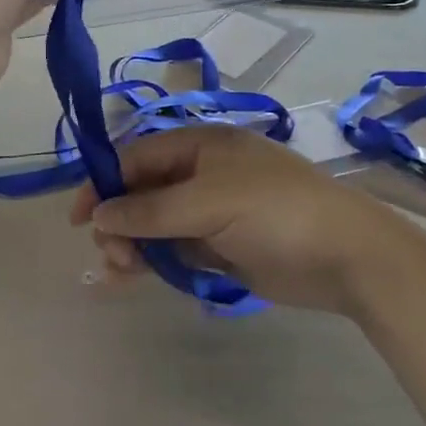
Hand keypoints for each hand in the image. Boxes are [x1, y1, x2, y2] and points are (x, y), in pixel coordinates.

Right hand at [70, 127, 410, 314]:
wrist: (347, 256)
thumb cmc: (276, 211)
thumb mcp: (209, 202)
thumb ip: (151, 210)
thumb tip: (98, 213)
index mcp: (201, 146)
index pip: (138, 156)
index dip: (104, 181)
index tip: (78, 217)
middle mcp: (202, 174)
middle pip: (143, 192)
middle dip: (120, 220)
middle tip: (112, 255)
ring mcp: (213, 212)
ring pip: (156, 224)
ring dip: (132, 245)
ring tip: (119, 273)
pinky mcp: (222, 247)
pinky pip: (176, 250)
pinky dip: (154, 262)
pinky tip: (134, 279)